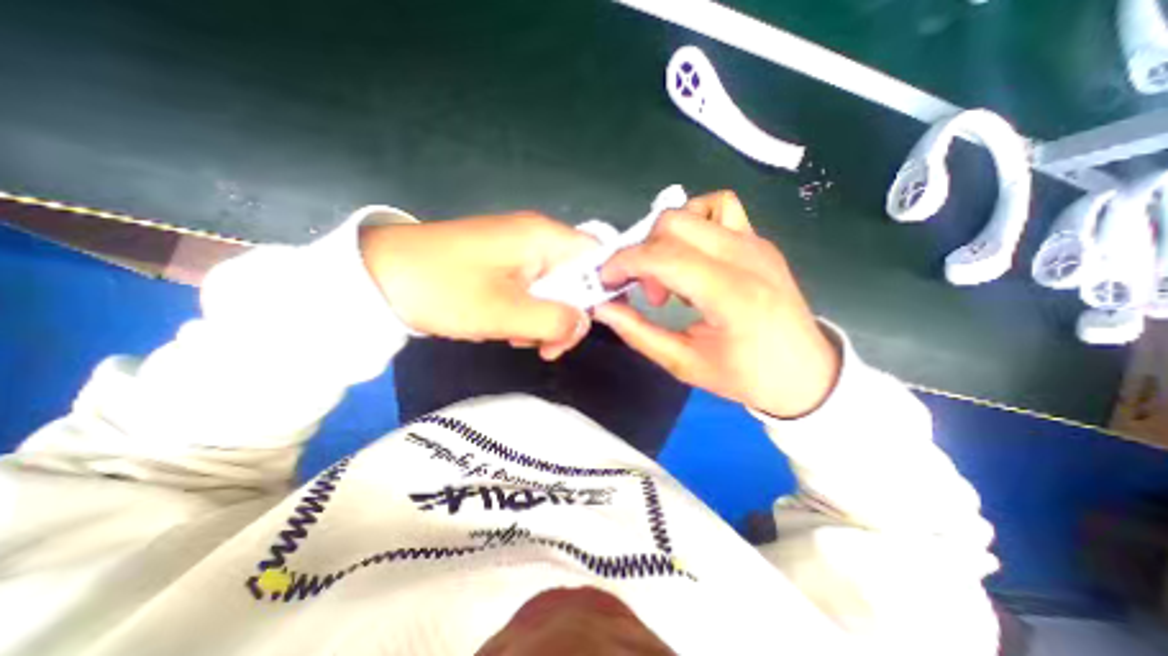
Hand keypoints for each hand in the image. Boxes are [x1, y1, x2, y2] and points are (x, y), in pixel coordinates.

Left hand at [361, 212, 595, 357]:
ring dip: (546, 319)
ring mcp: (519, 251)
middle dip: (568, 315)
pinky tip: (508, 328)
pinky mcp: (504, 264)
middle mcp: (537, 238)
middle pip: (578, 277)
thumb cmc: (443, 288)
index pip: (598, 257)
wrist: (377, 277)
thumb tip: (584, 324)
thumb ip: (555, 320)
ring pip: (555, 288)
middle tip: (548, 346)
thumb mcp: (504, 312)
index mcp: (543, 238)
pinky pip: (533, 290)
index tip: (594, 325)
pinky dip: (528, 313)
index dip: (605, 290)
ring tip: (518, 338)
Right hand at [597, 189, 835, 415]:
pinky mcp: (758, 240)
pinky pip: (720, 208)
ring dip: (666, 238)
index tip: (606, 280)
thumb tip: (603, 307)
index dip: (624, 262)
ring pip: (694, 210)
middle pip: (673, 222)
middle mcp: (746, 257)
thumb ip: (638, 333)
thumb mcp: (685, 365)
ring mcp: (756, 243)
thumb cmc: (747, 376)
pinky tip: (693, 256)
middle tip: (647, 290)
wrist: (806, 372)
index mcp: (731, 295)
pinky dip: (694, 223)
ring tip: (671, 275)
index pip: (664, 256)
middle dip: (643, 251)